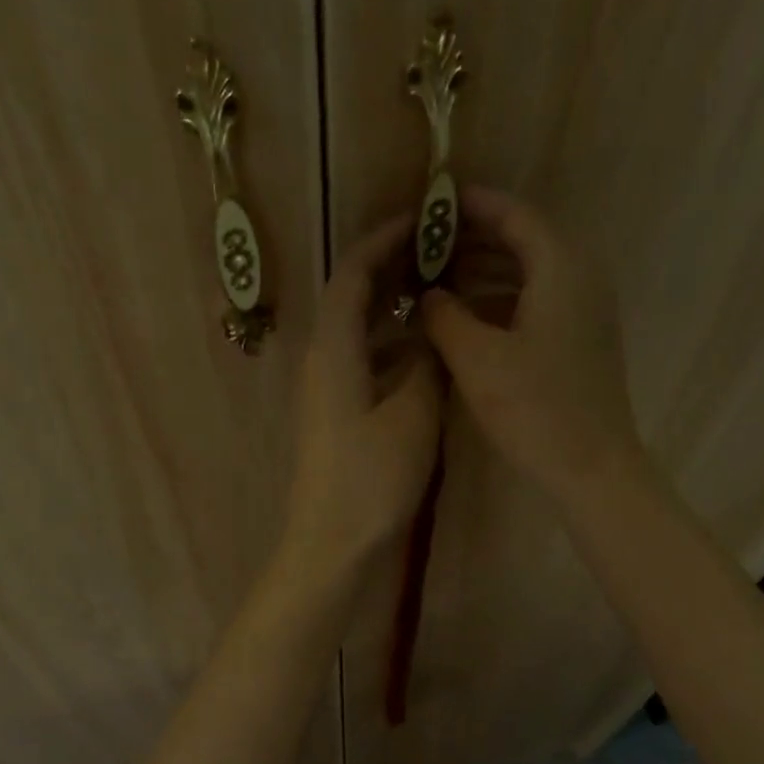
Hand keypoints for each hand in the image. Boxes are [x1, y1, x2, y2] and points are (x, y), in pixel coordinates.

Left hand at [279, 217, 443, 585]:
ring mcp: (327, 394)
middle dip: (390, 272)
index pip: (352, 274)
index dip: (383, 242)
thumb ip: (426, 365)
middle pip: (352, 300)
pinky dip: (393, 352)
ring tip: (440, 299)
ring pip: (360, 335)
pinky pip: (365, 367)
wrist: (333, 543)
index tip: (421, 220)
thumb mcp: (412, 415)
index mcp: (334, 350)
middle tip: (438, 255)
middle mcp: (323, 363)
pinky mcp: (337, 420)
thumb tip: (429, 335)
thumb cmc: (371, 478)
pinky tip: (426, 359)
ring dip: (394, 313)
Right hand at [422, 186, 645, 505]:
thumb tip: (428, 294)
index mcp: (560, 267)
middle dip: (474, 240)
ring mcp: (586, 311)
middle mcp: (581, 277)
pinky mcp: (582, 342)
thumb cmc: (535, 409)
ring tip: (438, 280)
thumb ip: (444, 316)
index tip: (432, 203)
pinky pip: (538, 302)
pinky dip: (502, 301)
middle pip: (524, 240)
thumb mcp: (476, 359)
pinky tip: (469, 319)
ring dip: (485, 272)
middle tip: (426, 245)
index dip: (471, 206)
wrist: (593, 468)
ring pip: (530, 273)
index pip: (513, 214)